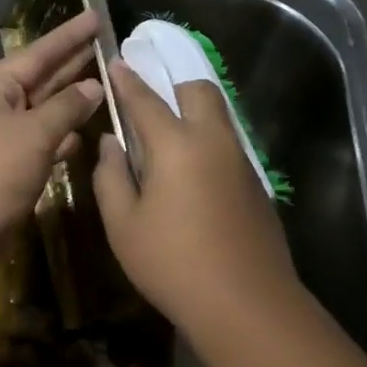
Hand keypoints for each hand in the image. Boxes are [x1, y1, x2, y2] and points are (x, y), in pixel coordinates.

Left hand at [0, 10, 103, 284]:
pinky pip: (40, 143)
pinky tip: (83, 136)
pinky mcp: (7, 169)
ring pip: (42, 113)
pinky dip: (61, 138)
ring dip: (71, 103)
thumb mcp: (33, 134)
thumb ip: (66, 108)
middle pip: (40, 79)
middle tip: (107, 45)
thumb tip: (93, 87)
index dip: (68, 36)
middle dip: (72, 64)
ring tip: (106, 87)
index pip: (37, 54)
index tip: (96, 16)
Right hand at [91, 61, 299, 333]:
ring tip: (168, 138)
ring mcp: (240, 161)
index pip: (146, 100)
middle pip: (198, 91)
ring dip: (194, 112)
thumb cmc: (172, 264)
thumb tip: (111, 143)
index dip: (128, 80)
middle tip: (149, 105)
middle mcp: (213, 141)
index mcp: (176, 145)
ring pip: (218, 116)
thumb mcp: (123, 225)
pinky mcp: (256, 184)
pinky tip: (193, 173)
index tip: (117, 63)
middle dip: (172, 86)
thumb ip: (111, 177)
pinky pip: (228, 144)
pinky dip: (208, 141)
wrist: (246, 303)